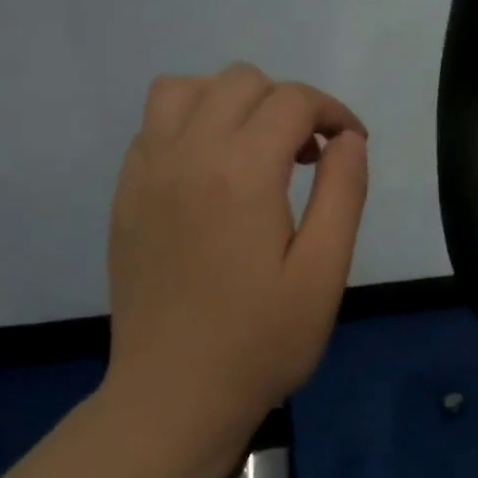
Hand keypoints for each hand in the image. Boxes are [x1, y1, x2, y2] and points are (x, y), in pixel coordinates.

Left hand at [103, 63, 367, 469]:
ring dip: (232, 102)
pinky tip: (214, 171)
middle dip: (288, 103)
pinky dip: (192, 123)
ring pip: (186, 88)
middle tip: (309, 156)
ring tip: (257, 149)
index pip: (292, 101)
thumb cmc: (261, 341)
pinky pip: (155, 124)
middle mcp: (187, 155)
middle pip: (241, 81)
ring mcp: (147, 172)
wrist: (173, 396)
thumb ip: (343, 192)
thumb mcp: (325, 272)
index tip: (351, 145)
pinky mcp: (126, 194)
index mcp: (242, 173)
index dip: (333, 111)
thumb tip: (347, 139)